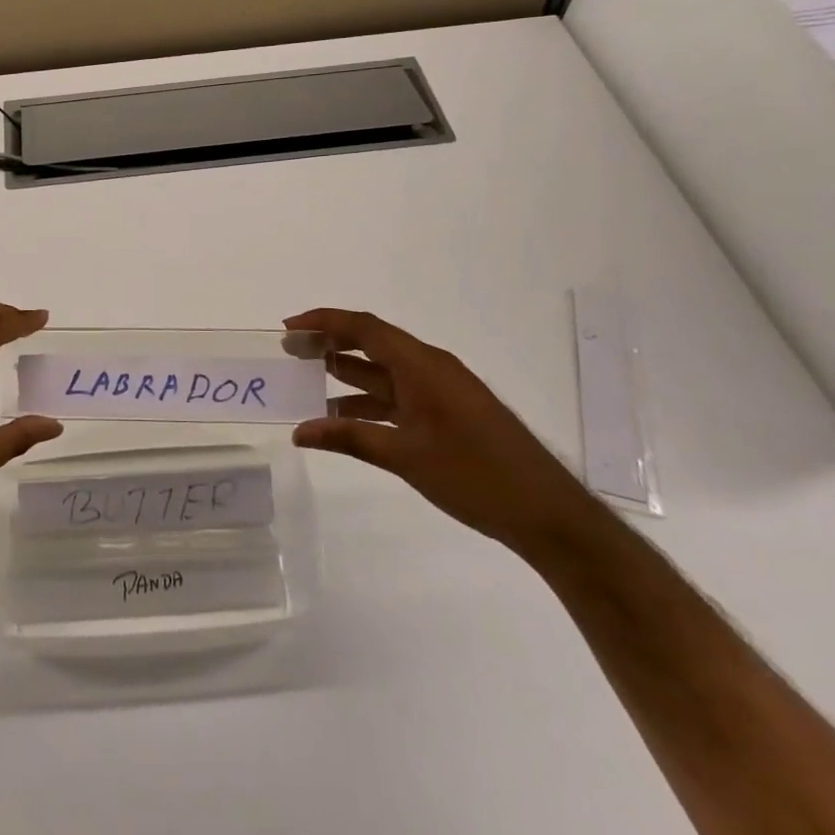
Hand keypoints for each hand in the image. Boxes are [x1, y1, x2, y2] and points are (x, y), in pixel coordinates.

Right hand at [286, 307, 595, 553]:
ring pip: (382, 372)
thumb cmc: (475, 475)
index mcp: (423, 365)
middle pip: (371, 343)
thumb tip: (299, 431)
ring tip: (305, 381)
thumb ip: (349, 438)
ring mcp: (440, 391)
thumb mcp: (405, 456)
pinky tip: (340, 419)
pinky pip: (397, 396)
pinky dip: (367, 402)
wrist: (546, 513)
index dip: (324, 322)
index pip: (365, 328)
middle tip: (290, 351)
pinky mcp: (446, 413)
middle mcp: (430, 368)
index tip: (289, 329)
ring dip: (345, 375)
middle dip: (329, 343)